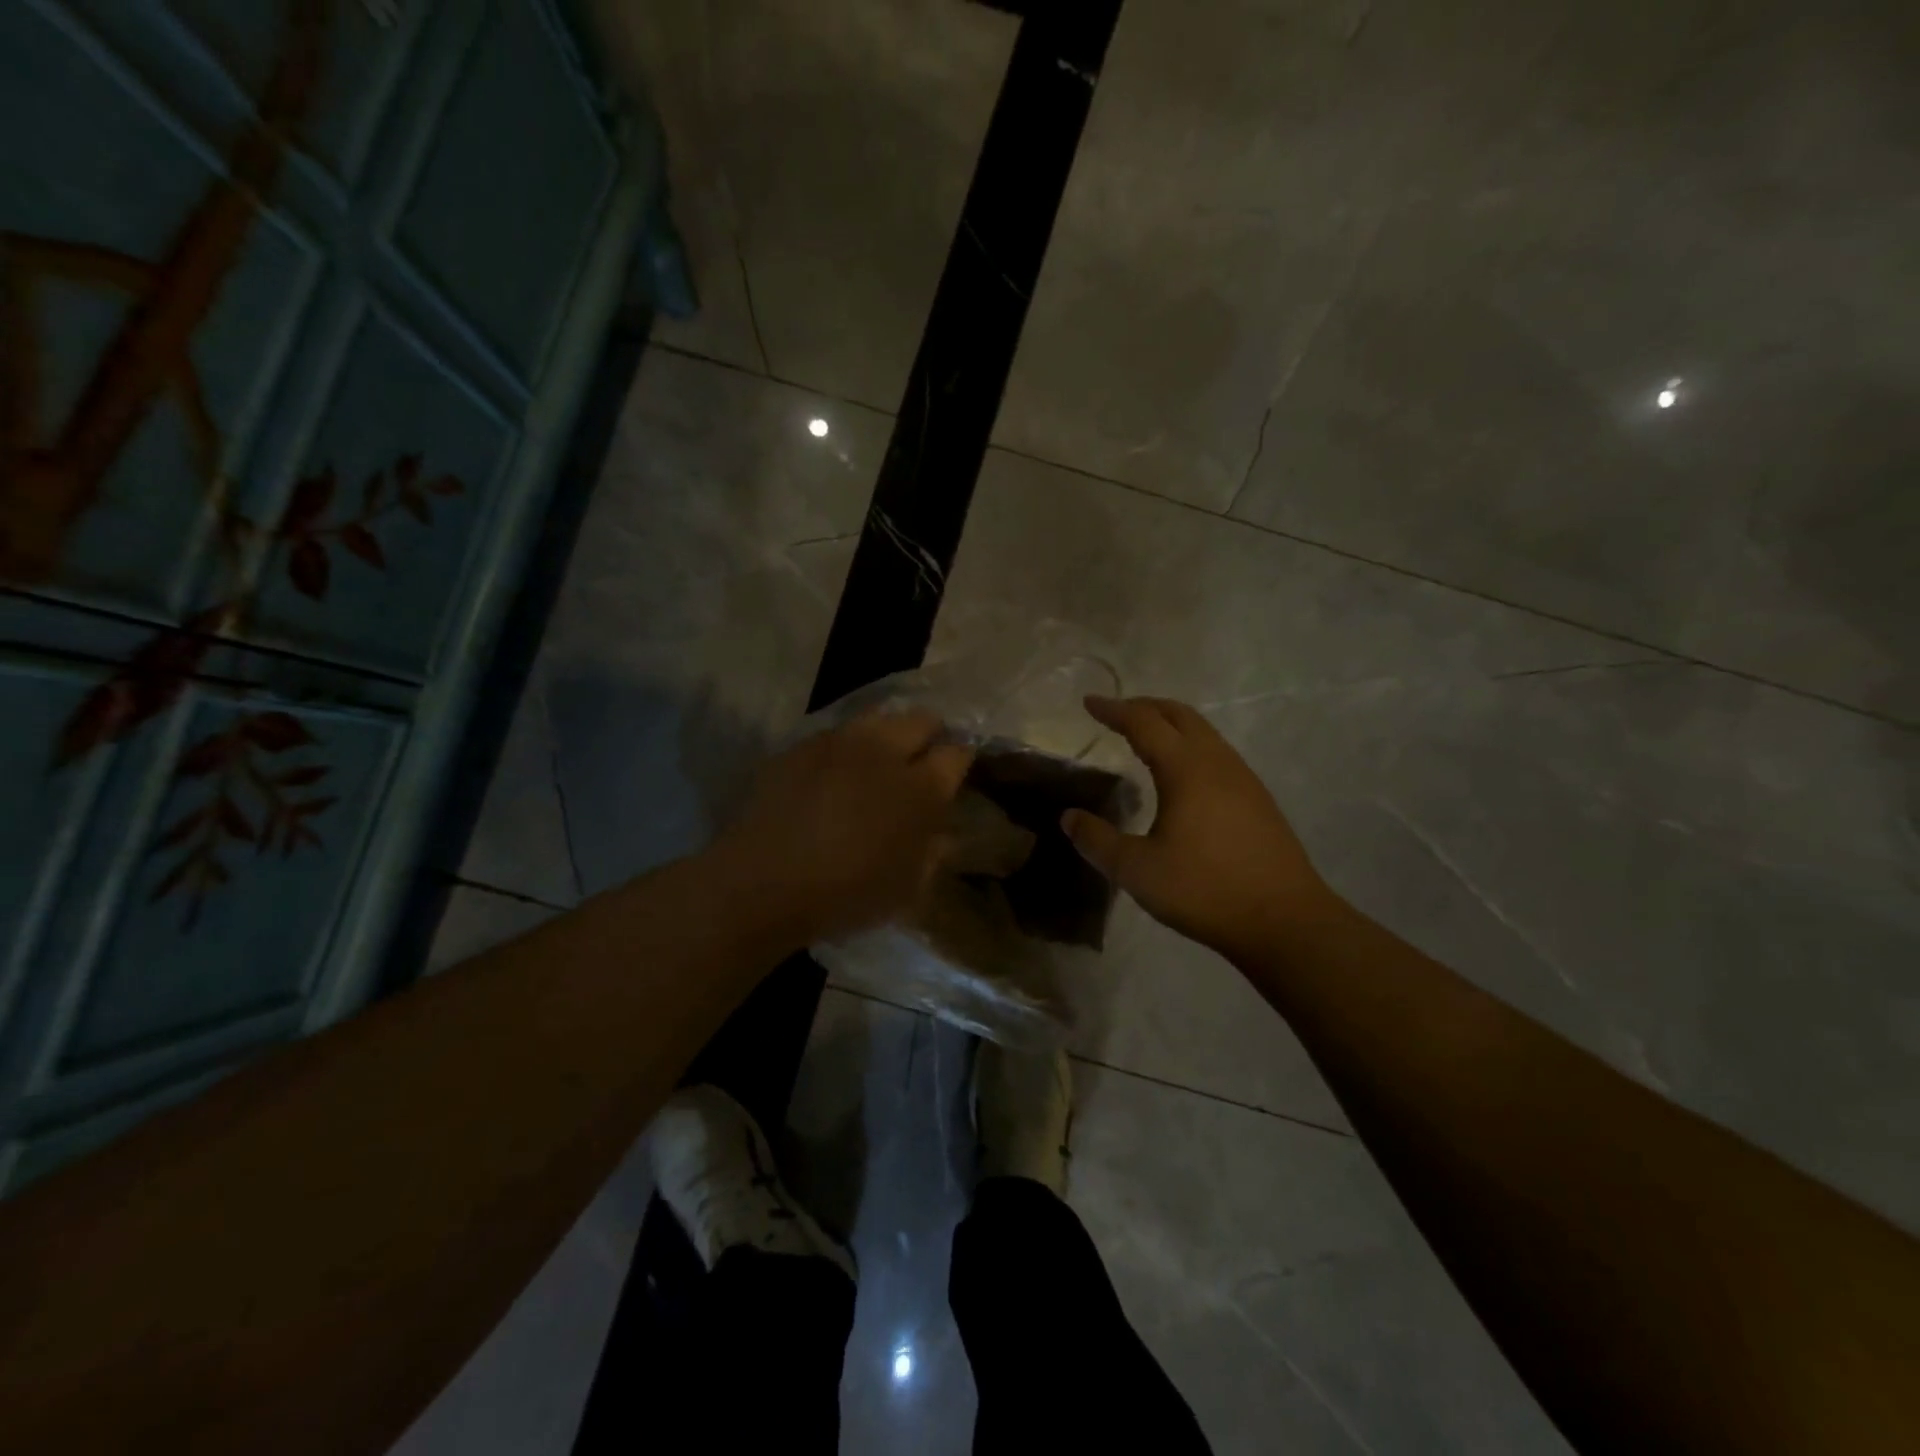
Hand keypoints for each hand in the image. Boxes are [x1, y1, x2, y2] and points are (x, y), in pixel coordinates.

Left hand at [715, 708, 974, 945]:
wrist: (763, 882)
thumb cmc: (847, 894)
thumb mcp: (906, 888)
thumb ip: (933, 854)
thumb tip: (943, 834)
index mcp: (921, 788)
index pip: (957, 753)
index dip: (960, 759)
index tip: (954, 772)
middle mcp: (885, 752)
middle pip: (922, 720)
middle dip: (929, 735)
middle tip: (920, 761)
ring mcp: (840, 743)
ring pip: (879, 717)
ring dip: (888, 734)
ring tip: (878, 760)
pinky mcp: (802, 745)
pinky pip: (836, 733)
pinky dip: (846, 747)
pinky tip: (834, 773)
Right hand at [1061, 696, 1335, 957]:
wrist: (1285, 921)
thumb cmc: (1205, 890)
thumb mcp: (1137, 871)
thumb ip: (1097, 841)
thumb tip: (1069, 818)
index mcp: (1186, 769)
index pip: (1144, 723)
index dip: (1114, 710)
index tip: (1089, 702)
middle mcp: (1217, 762)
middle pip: (1179, 715)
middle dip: (1145, 706)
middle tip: (1115, 712)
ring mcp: (1243, 779)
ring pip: (1203, 732)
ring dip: (1171, 724)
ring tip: (1145, 737)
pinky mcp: (1258, 800)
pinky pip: (1217, 753)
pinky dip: (1190, 746)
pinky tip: (1181, 774)